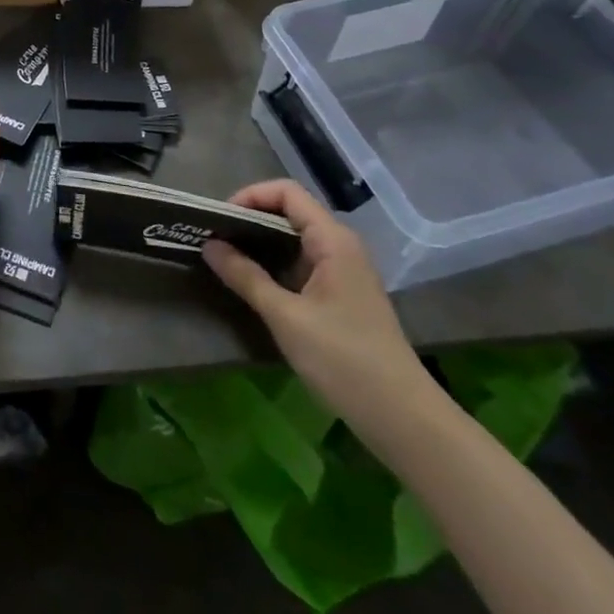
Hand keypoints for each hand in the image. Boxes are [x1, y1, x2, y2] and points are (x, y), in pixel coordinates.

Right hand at [202, 180, 435, 439]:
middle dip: (250, 220)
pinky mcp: (342, 297)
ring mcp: (344, 273)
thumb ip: (245, 277)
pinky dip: (274, 267)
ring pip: (295, 241)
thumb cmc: (344, 360)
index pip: (287, 193)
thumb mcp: (286, 317)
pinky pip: (302, 265)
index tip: (220, 219)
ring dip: (260, 245)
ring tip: (225, 259)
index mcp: (333, 240)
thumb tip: (209, 245)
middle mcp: (340, 247)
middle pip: (290, 213)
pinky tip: (252, 285)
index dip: (250, 196)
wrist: (403, 420)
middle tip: (214, 239)